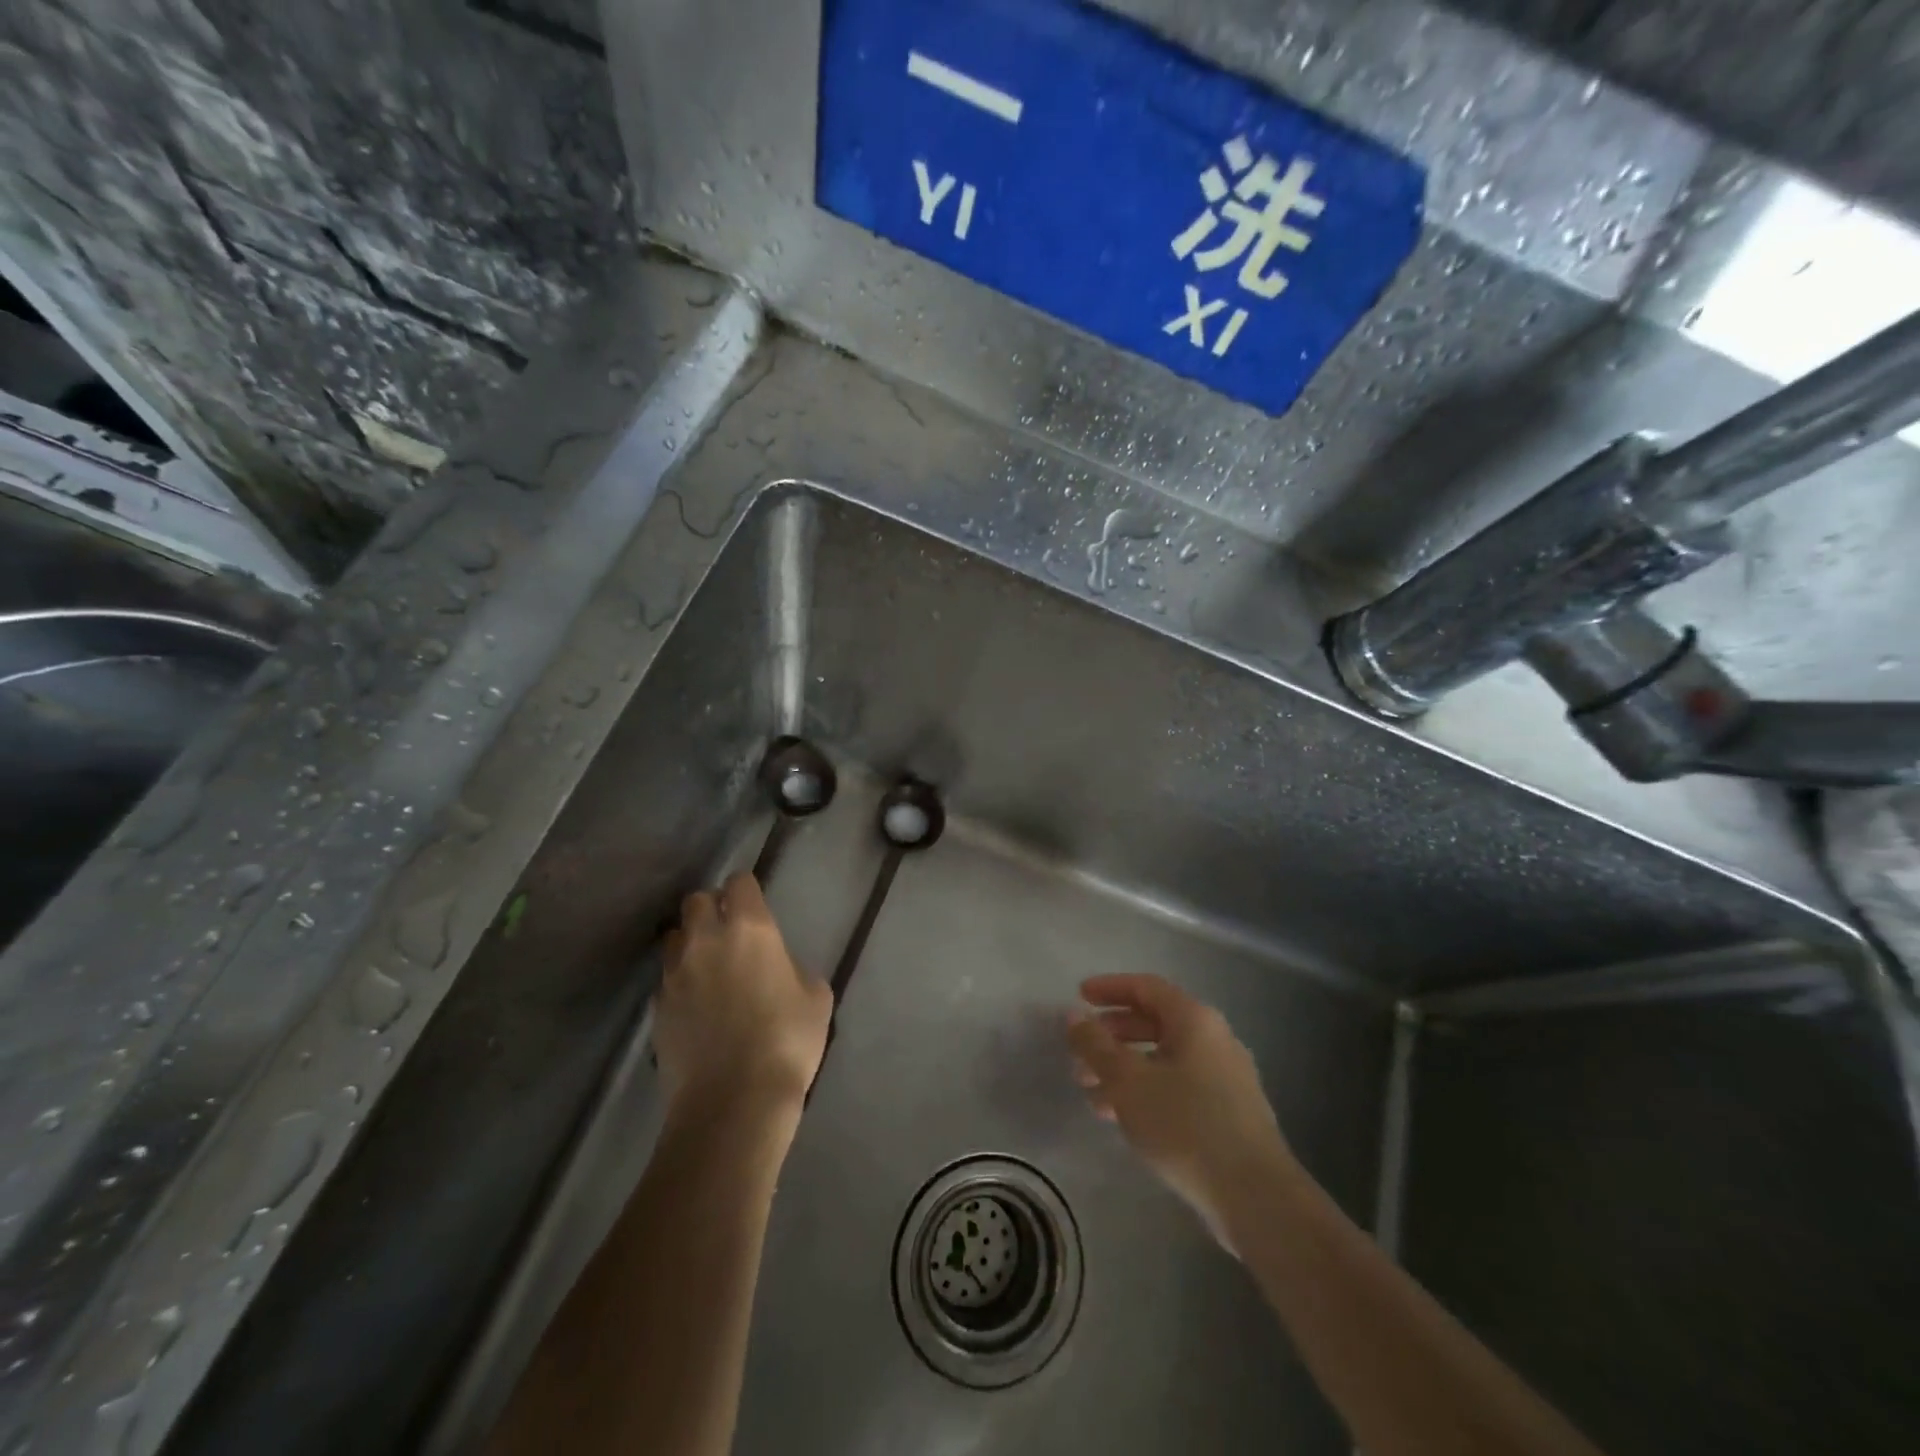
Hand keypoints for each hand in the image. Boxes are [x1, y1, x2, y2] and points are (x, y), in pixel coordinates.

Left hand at [656, 873, 833, 1120]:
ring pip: (674, 938)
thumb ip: (795, 969)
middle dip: (710, 909)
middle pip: (696, 901)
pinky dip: (679, 983)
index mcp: (750, 928)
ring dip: (689, 943)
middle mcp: (706, 939)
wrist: (733, 1100)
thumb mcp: (816, 998)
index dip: (746, 891)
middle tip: (728, 933)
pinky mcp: (656, 1007)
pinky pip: (666, 979)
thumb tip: (780, 970)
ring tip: (706, 967)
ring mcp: (675, 973)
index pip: (739, 883)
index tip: (755, 907)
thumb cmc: (787, 1041)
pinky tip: (695, 1006)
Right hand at [1067, 974, 1292, 1249]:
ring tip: (1090, 1092)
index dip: (1110, 988)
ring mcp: (1227, 1077)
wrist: (1256, 1197)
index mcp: (1195, 1020)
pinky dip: (1147, 1091)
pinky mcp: (1230, 1114)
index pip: (1146, 987)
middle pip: (1155, 1023)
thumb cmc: (1185, 1125)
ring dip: (1125, 1068)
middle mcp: (1215, 1040)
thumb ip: (1096, 1045)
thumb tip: (1074, 1015)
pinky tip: (1122, 1118)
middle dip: (1112, 1035)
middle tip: (1080, 1052)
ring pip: (1164, 1059)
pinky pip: (1179, 1086)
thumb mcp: (1128, 1081)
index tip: (1079, 996)